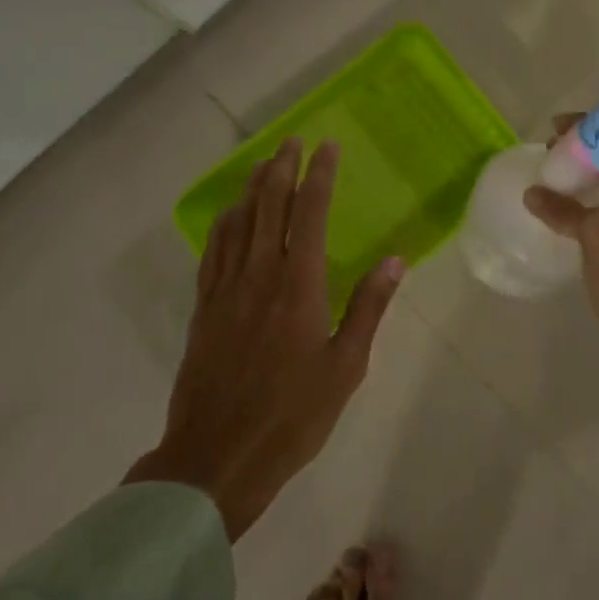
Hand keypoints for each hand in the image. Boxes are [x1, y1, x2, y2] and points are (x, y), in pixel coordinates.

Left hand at [125, 138, 403, 538]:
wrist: (216, 458)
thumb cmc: (293, 416)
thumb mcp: (345, 367)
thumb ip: (368, 308)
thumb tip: (394, 260)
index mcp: (299, 285)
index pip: (310, 213)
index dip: (319, 175)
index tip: (327, 147)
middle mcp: (260, 275)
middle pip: (269, 206)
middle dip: (282, 168)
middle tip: (292, 141)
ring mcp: (226, 289)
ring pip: (239, 222)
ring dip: (252, 188)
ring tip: (264, 163)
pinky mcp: (204, 308)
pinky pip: (214, 251)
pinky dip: (224, 223)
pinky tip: (229, 214)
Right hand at [524, 119, 598, 458]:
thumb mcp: (598, 239)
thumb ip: (565, 209)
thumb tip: (534, 193)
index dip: (593, 125)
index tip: (555, 128)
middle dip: (587, 145)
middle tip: (549, 150)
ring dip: (588, 169)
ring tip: (552, 171)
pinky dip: (593, 193)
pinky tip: (565, 201)